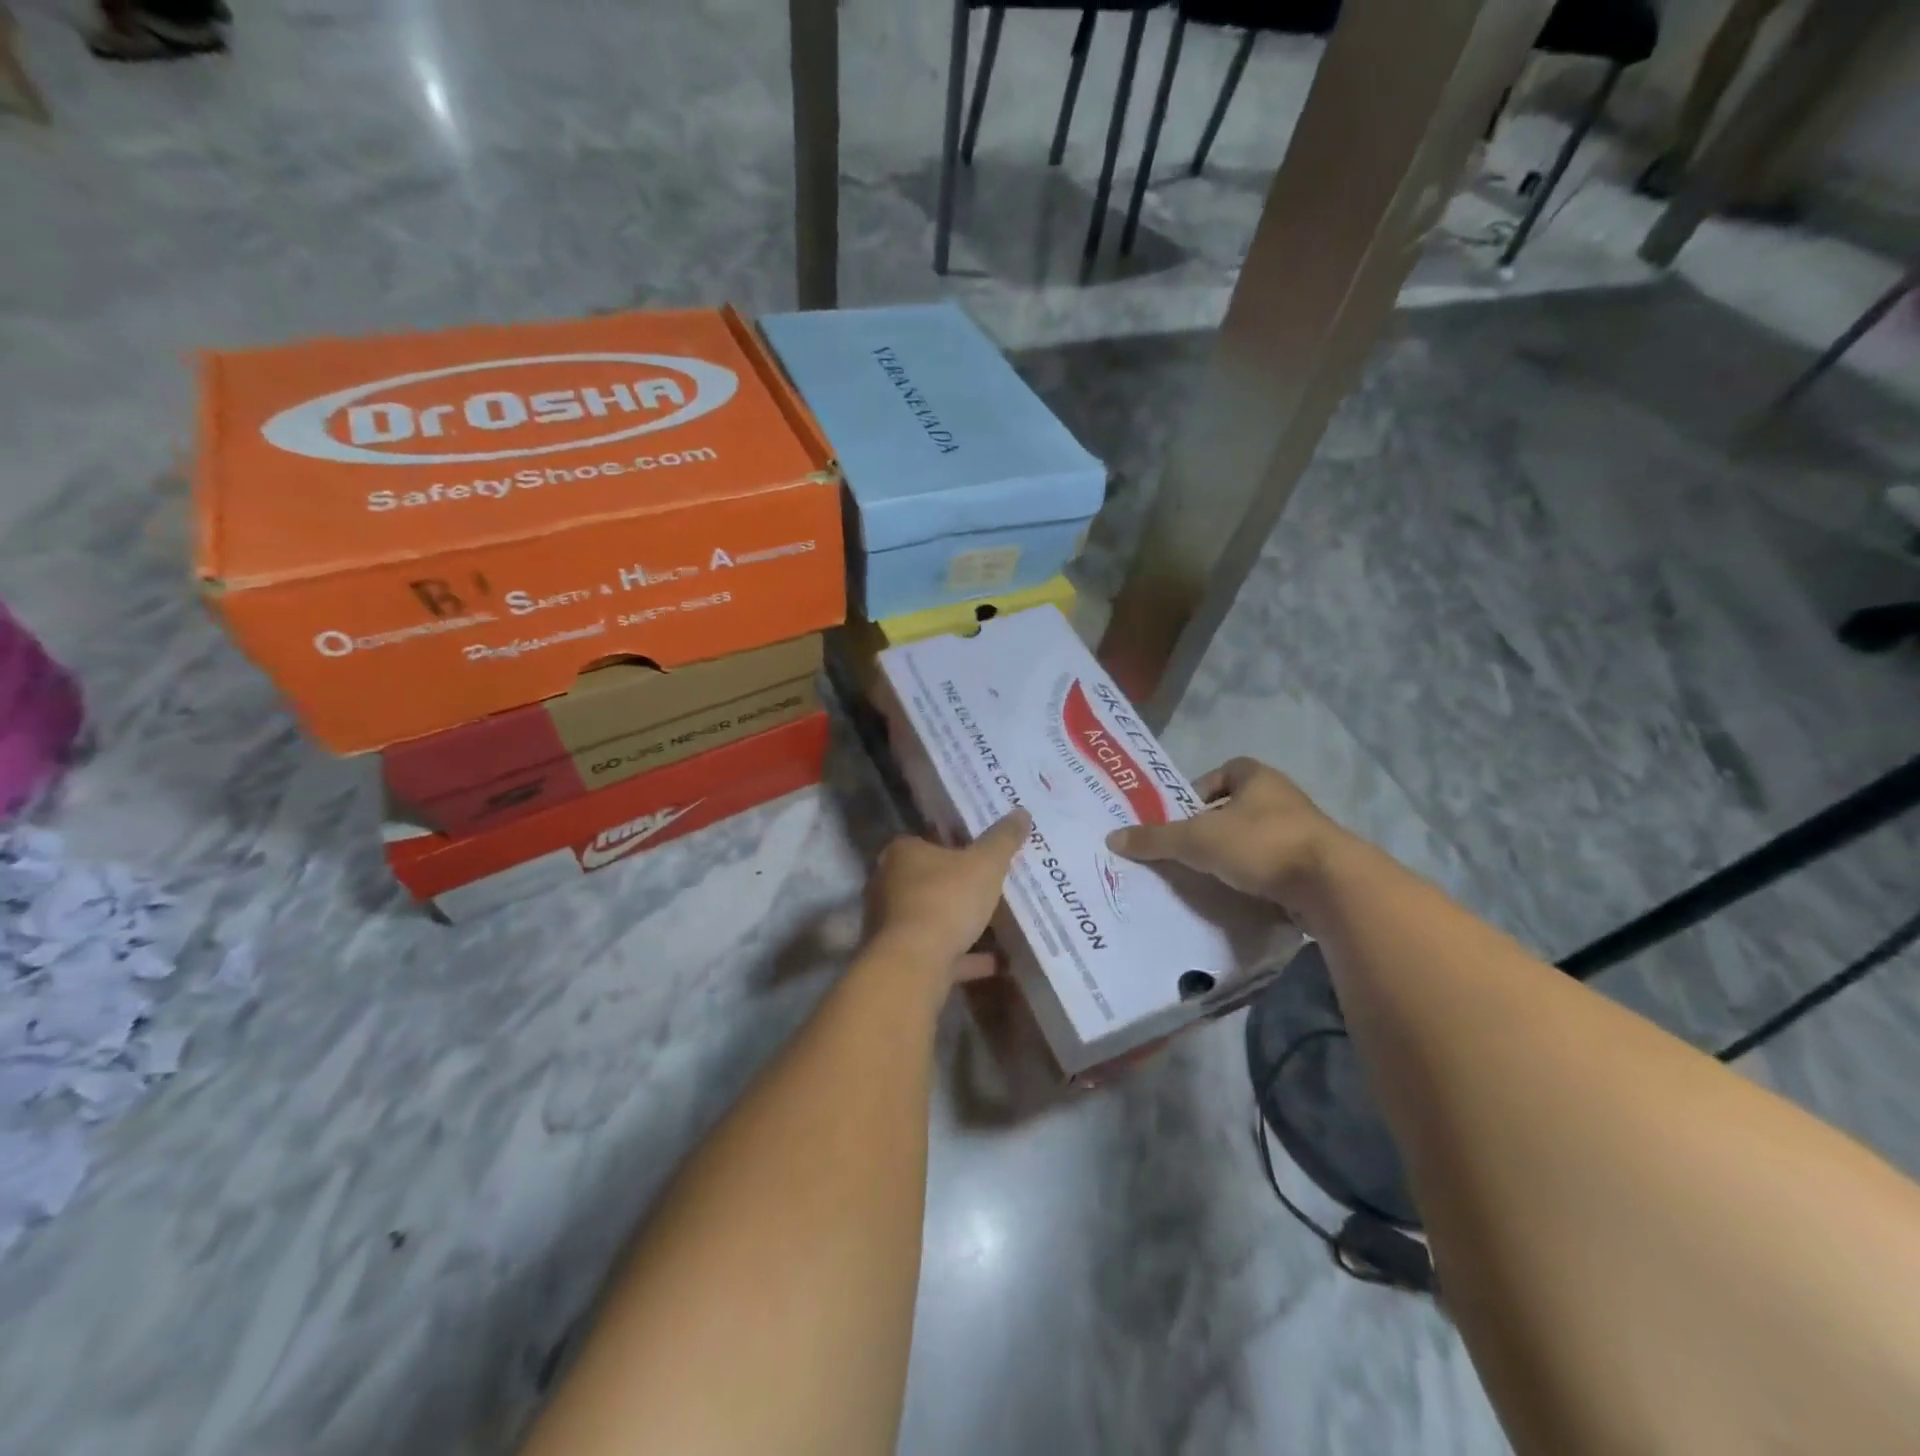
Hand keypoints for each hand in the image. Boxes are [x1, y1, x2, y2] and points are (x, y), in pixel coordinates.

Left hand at [865, 811, 1031, 985]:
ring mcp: (892, 924)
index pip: (928, 840)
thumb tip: (1022, 812)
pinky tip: (997, 961)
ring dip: (961, 923)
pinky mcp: (901, 958)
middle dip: (958, 885)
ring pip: (933, 918)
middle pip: (929, 880)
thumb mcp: (985, 864)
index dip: (955, 844)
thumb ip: (1003, 839)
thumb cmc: (946, 900)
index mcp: (903, 853)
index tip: (981, 852)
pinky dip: (966, 956)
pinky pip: (940, 952)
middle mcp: (889, 885)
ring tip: (997, 923)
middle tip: (992, 885)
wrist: (913, 964)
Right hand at [1105, 758, 1346, 919]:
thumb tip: (1113, 838)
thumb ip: (1155, 839)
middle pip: (1240, 807)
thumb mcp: (1197, 840)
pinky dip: (1256, 879)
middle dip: (1215, 826)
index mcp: (1258, 779)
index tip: (1184, 813)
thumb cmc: (1260, 844)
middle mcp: (1284, 799)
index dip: (1202, 788)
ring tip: (1207, 877)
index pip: (1227, 770)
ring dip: (1236, 855)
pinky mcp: (1314, 868)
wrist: (1330, 885)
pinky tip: (1238, 897)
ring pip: (1258, 839)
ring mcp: (1303, 834)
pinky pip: (1275, 868)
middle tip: (1188, 849)